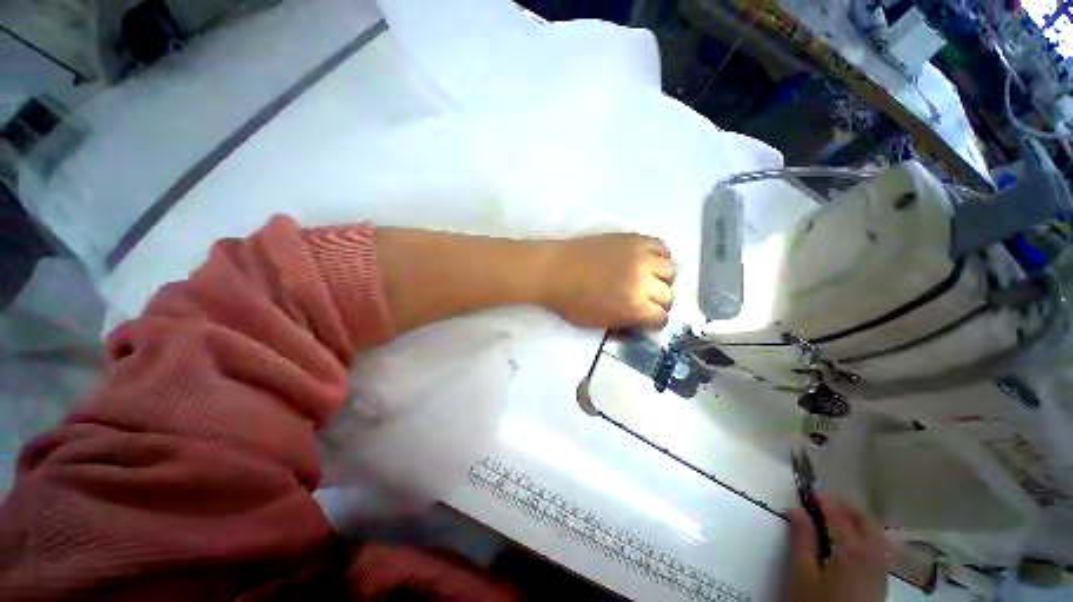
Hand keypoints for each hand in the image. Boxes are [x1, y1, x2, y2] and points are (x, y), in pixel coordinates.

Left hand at [540, 234, 674, 328]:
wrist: (554, 270)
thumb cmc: (570, 301)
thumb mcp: (598, 322)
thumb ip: (625, 322)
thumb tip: (643, 319)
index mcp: (632, 306)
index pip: (661, 318)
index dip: (653, 320)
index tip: (646, 317)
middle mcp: (642, 281)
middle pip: (668, 295)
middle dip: (658, 302)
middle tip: (645, 300)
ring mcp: (639, 257)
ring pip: (670, 270)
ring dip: (662, 279)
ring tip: (648, 280)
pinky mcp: (633, 239)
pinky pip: (661, 246)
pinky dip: (659, 256)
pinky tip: (648, 262)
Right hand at [785, 495, 889, 601]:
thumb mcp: (802, 573)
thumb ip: (802, 539)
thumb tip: (796, 509)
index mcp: (852, 550)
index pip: (839, 515)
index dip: (823, 500)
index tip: (808, 490)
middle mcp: (873, 555)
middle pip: (865, 520)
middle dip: (845, 505)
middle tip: (822, 500)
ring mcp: (880, 569)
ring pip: (875, 533)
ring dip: (857, 518)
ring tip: (836, 517)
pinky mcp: (881, 581)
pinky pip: (878, 546)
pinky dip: (865, 533)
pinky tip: (850, 540)